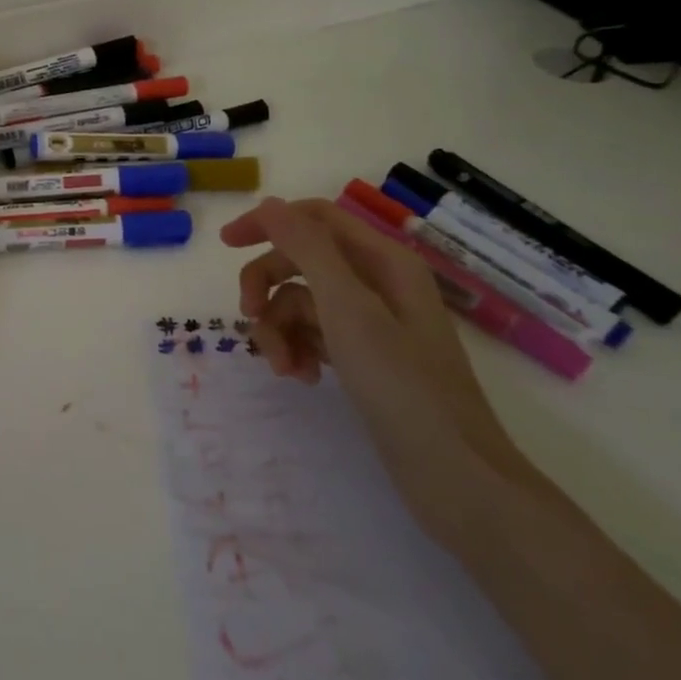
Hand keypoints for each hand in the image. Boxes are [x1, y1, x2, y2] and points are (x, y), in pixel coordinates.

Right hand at [221, 196, 537, 545]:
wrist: (454, 476)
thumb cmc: (402, 385)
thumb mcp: (347, 309)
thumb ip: (307, 249)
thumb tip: (269, 204)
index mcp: (382, 261)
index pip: (313, 218)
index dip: (268, 223)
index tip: (226, 245)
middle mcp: (377, 283)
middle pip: (301, 262)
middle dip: (268, 287)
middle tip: (248, 317)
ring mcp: (372, 322)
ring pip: (302, 303)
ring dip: (282, 330)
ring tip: (284, 368)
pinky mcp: (365, 357)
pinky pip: (315, 335)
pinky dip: (300, 350)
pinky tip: (301, 378)